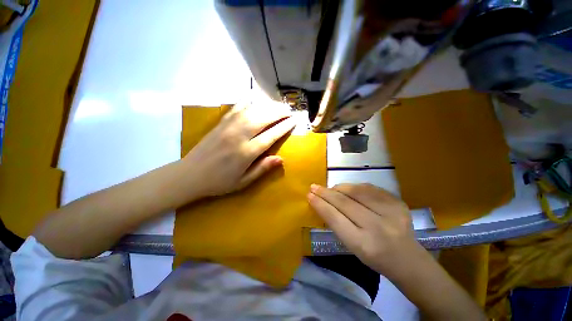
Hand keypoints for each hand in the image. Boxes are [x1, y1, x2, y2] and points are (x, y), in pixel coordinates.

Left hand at [182, 104, 294, 197]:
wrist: (190, 175)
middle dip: (278, 113)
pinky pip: (236, 108)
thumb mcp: (243, 182)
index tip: (294, 121)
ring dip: (267, 106)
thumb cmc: (219, 182)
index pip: (270, 136)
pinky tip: (254, 99)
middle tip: (289, 110)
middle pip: (263, 119)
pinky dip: (247, 102)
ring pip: (252, 111)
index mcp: (246, 153)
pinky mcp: (220, 123)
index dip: (284, 127)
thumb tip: (281, 159)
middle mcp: (238, 136)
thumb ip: (262, 168)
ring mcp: (228, 127)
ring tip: (278, 105)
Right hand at [307, 183, 424, 277]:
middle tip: (314, 187)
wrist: (408, 260)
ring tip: (331, 188)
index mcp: (364, 245)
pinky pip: (370, 188)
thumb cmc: (374, 257)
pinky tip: (348, 189)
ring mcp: (391, 213)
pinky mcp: (398, 203)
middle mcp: (378, 228)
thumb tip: (322, 202)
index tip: (309, 195)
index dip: (320, 205)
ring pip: (357, 191)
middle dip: (326, 193)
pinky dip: (355, 187)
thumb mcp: (352, 247)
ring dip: (339, 187)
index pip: (335, 218)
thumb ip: (336, 223)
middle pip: (345, 203)